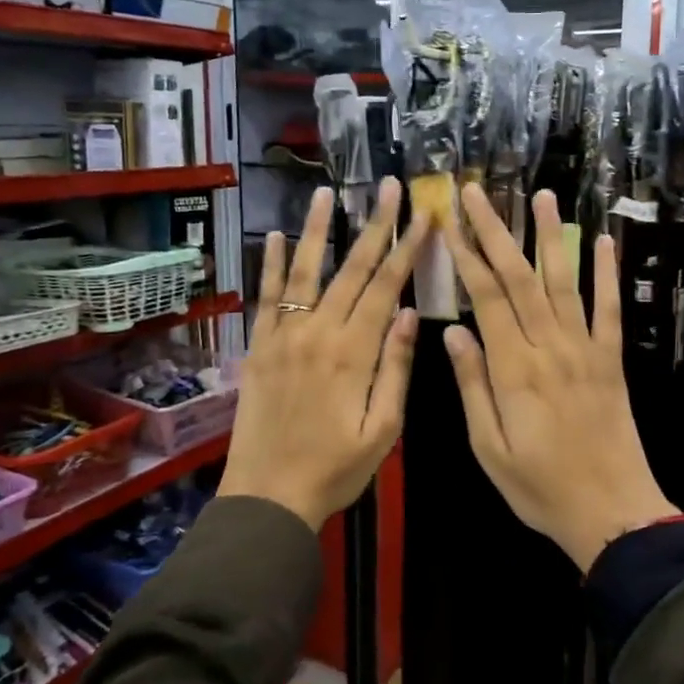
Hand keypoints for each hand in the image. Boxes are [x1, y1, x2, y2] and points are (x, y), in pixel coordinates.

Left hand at [220, 179, 426, 531]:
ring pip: (303, 271)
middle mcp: (317, 332)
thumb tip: (412, 313)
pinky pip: (266, 296)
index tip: (423, 215)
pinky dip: (270, 264)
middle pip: (351, 269)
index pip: (387, 288)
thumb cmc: (335, 469)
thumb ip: (396, 367)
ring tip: (326, 192)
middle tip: (388, 187)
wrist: (267, 496)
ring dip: (316, 229)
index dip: (407, 248)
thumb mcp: (383, 429)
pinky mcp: (260, 346)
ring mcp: (283, 335)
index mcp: (353, 352)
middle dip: (374, 225)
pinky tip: (274, 236)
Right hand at [439, 184, 677, 571]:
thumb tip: (453, 330)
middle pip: (519, 277)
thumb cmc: (540, 486)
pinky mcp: (611, 359)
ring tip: (540, 196)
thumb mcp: (489, 447)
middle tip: (476, 192)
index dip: (466, 254)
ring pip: (563, 281)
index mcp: (514, 369)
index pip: (486, 297)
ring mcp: (586, 349)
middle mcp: (550, 347)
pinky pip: (608, 308)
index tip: (448, 220)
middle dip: (494, 230)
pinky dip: (605, 272)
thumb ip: (472, 385)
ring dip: (549, 235)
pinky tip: (601, 241)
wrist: (610, 511)